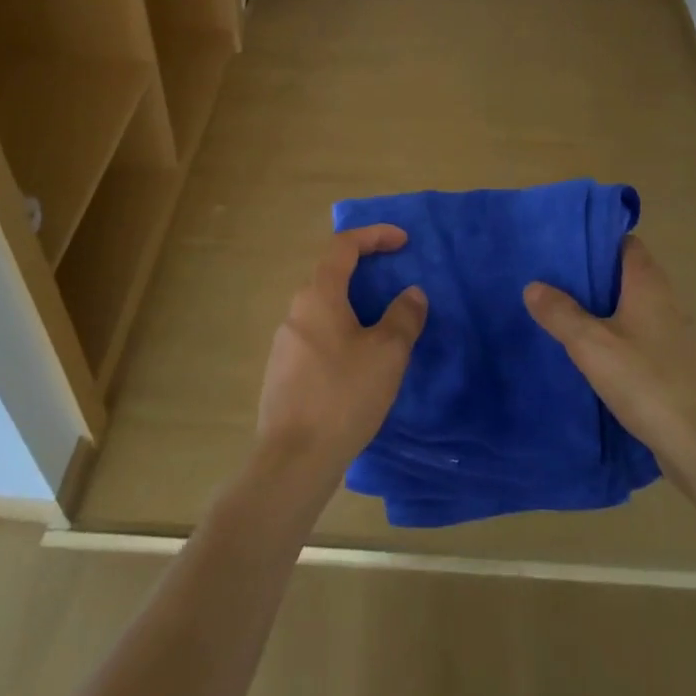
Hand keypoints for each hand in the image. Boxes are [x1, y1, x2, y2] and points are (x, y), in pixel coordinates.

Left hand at [255, 226, 427, 481]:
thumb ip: (404, 316)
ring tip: (384, 324)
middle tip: (396, 280)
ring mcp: (285, 343)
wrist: (293, 460)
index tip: (404, 242)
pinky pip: (318, 335)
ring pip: (324, 308)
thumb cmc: (343, 396)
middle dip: (365, 270)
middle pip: (331, 274)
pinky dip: (343, 331)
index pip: (343, 246)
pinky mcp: (283, 372)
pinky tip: (360, 362)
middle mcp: (296, 311)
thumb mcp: (387, 353)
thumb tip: (411, 294)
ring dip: (354, 304)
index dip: (374, 235)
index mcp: (318, 296)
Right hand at [523, 236, 695, 473]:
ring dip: (603, 308)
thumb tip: (533, 285)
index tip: (565, 244)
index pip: (626, 244)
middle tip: (553, 278)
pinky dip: (615, 337)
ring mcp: (672, 336)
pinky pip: (637, 338)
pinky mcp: (672, 366)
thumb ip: (561, 313)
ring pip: (631, 308)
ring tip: (563, 312)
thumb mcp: (591, 344)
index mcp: (648, 285)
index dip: (598, 240)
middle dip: (593, 275)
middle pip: (626, 276)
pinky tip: (589, 353)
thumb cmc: (646, 380)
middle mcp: (665, 302)